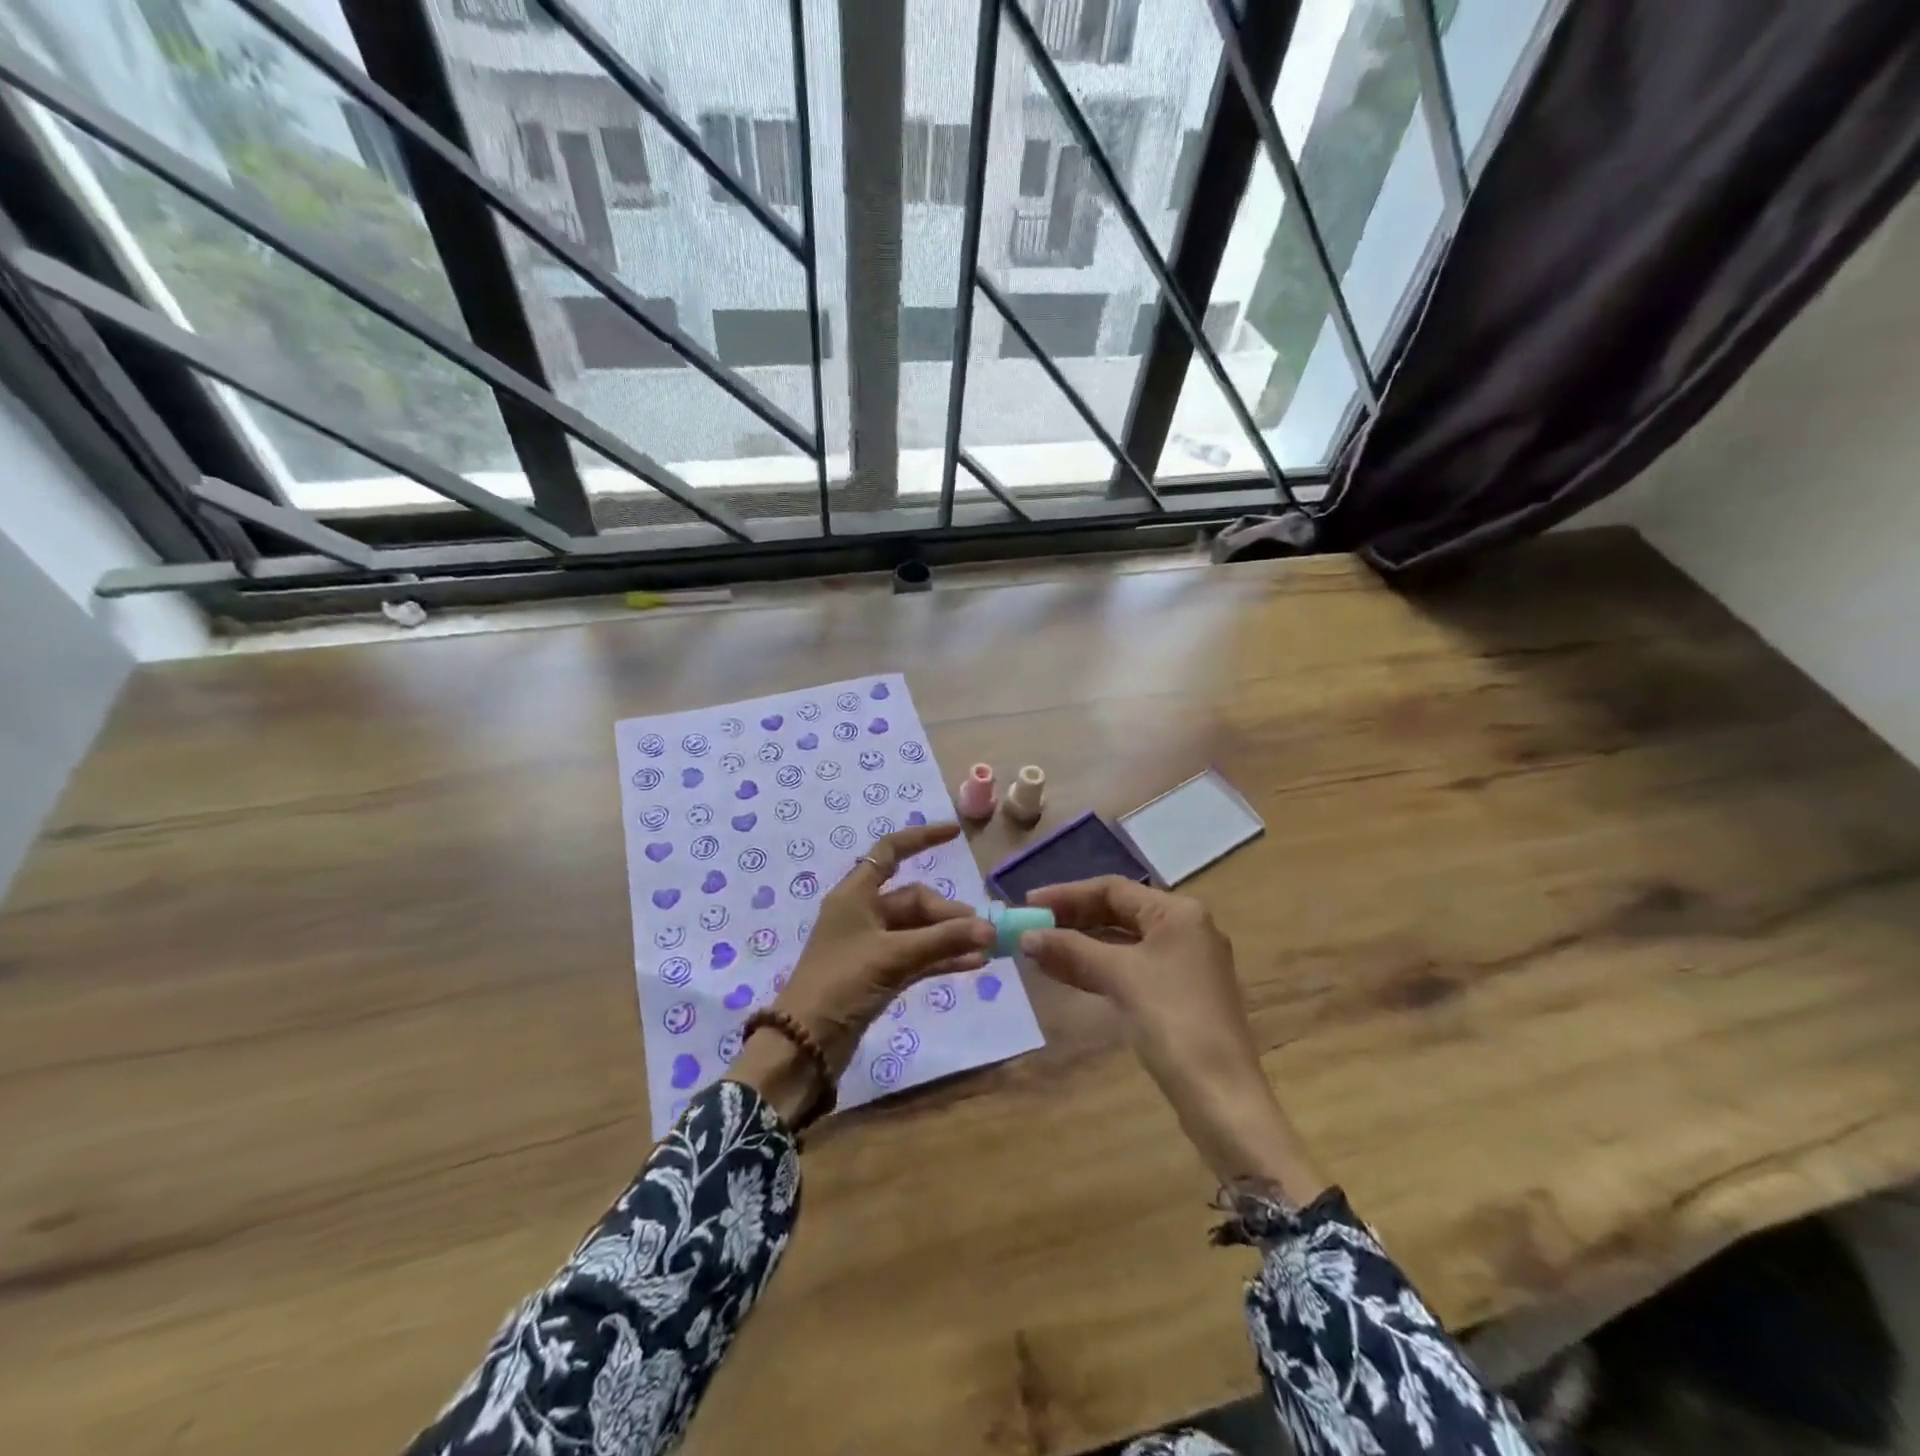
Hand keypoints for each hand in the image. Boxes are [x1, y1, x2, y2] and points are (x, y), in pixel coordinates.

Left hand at [731, 823, 993, 1123]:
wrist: (805, 1044)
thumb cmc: (840, 984)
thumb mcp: (892, 956)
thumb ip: (942, 940)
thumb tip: (989, 929)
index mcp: (855, 895)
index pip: (890, 852)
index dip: (921, 838)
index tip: (955, 834)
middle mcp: (864, 914)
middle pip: (914, 899)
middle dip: (948, 912)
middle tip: (981, 931)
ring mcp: (872, 945)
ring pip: (920, 930)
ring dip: (950, 936)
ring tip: (987, 945)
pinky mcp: (880, 974)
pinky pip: (919, 956)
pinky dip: (943, 957)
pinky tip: (974, 964)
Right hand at [1021, 877, 1326, 1200]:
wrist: (1221, 1095)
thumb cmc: (1172, 1020)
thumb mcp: (1119, 976)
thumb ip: (1071, 950)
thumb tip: (1027, 936)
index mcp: (1179, 913)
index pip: (1113, 889)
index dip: (1067, 894)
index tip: (1029, 905)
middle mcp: (1185, 930)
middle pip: (1119, 913)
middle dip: (1073, 920)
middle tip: (1030, 927)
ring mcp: (1183, 965)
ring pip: (1122, 943)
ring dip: (1080, 946)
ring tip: (1037, 952)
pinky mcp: (1177, 995)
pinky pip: (1129, 969)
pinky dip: (1097, 968)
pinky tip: (1064, 973)